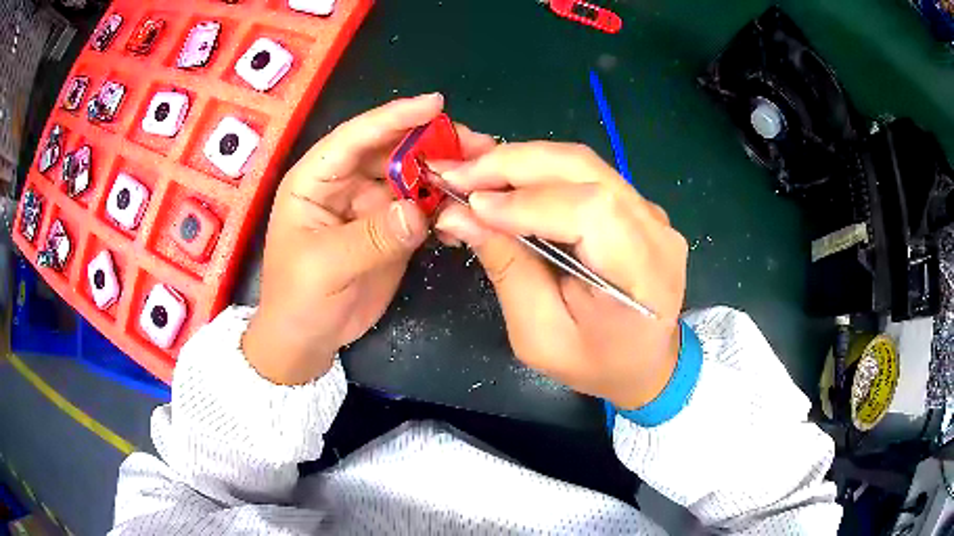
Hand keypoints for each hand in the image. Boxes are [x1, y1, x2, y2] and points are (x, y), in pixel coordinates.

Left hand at [243, 94, 495, 384]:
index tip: (435, 104)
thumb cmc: (298, 298)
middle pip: (392, 151)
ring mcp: (371, 205)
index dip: (394, 118)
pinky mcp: (391, 229)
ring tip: (483, 174)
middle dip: (433, 144)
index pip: (356, 137)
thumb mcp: (325, 266)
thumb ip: (371, 237)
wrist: (307, 339)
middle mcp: (345, 183)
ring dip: (445, 174)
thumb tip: (418, 212)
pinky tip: (468, 211)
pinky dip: (444, 208)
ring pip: (412, 177)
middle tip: (478, 145)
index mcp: (316, 179)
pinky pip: (422, 209)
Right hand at [435, 142, 687, 408]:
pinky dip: (537, 169)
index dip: (527, 200)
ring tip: (470, 172)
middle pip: (583, 169)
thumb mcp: (540, 336)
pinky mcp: (636, 205)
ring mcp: (650, 211)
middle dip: (511, 164)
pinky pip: (583, 173)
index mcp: (644, 274)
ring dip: (519, 161)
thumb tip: (458, 214)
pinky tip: (502, 176)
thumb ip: (507, 270)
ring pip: (580, 162)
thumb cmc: (594, 362)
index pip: (591, 210)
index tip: (471, 205)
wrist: (643, 362)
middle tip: (456, 174)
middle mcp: (655, 230)